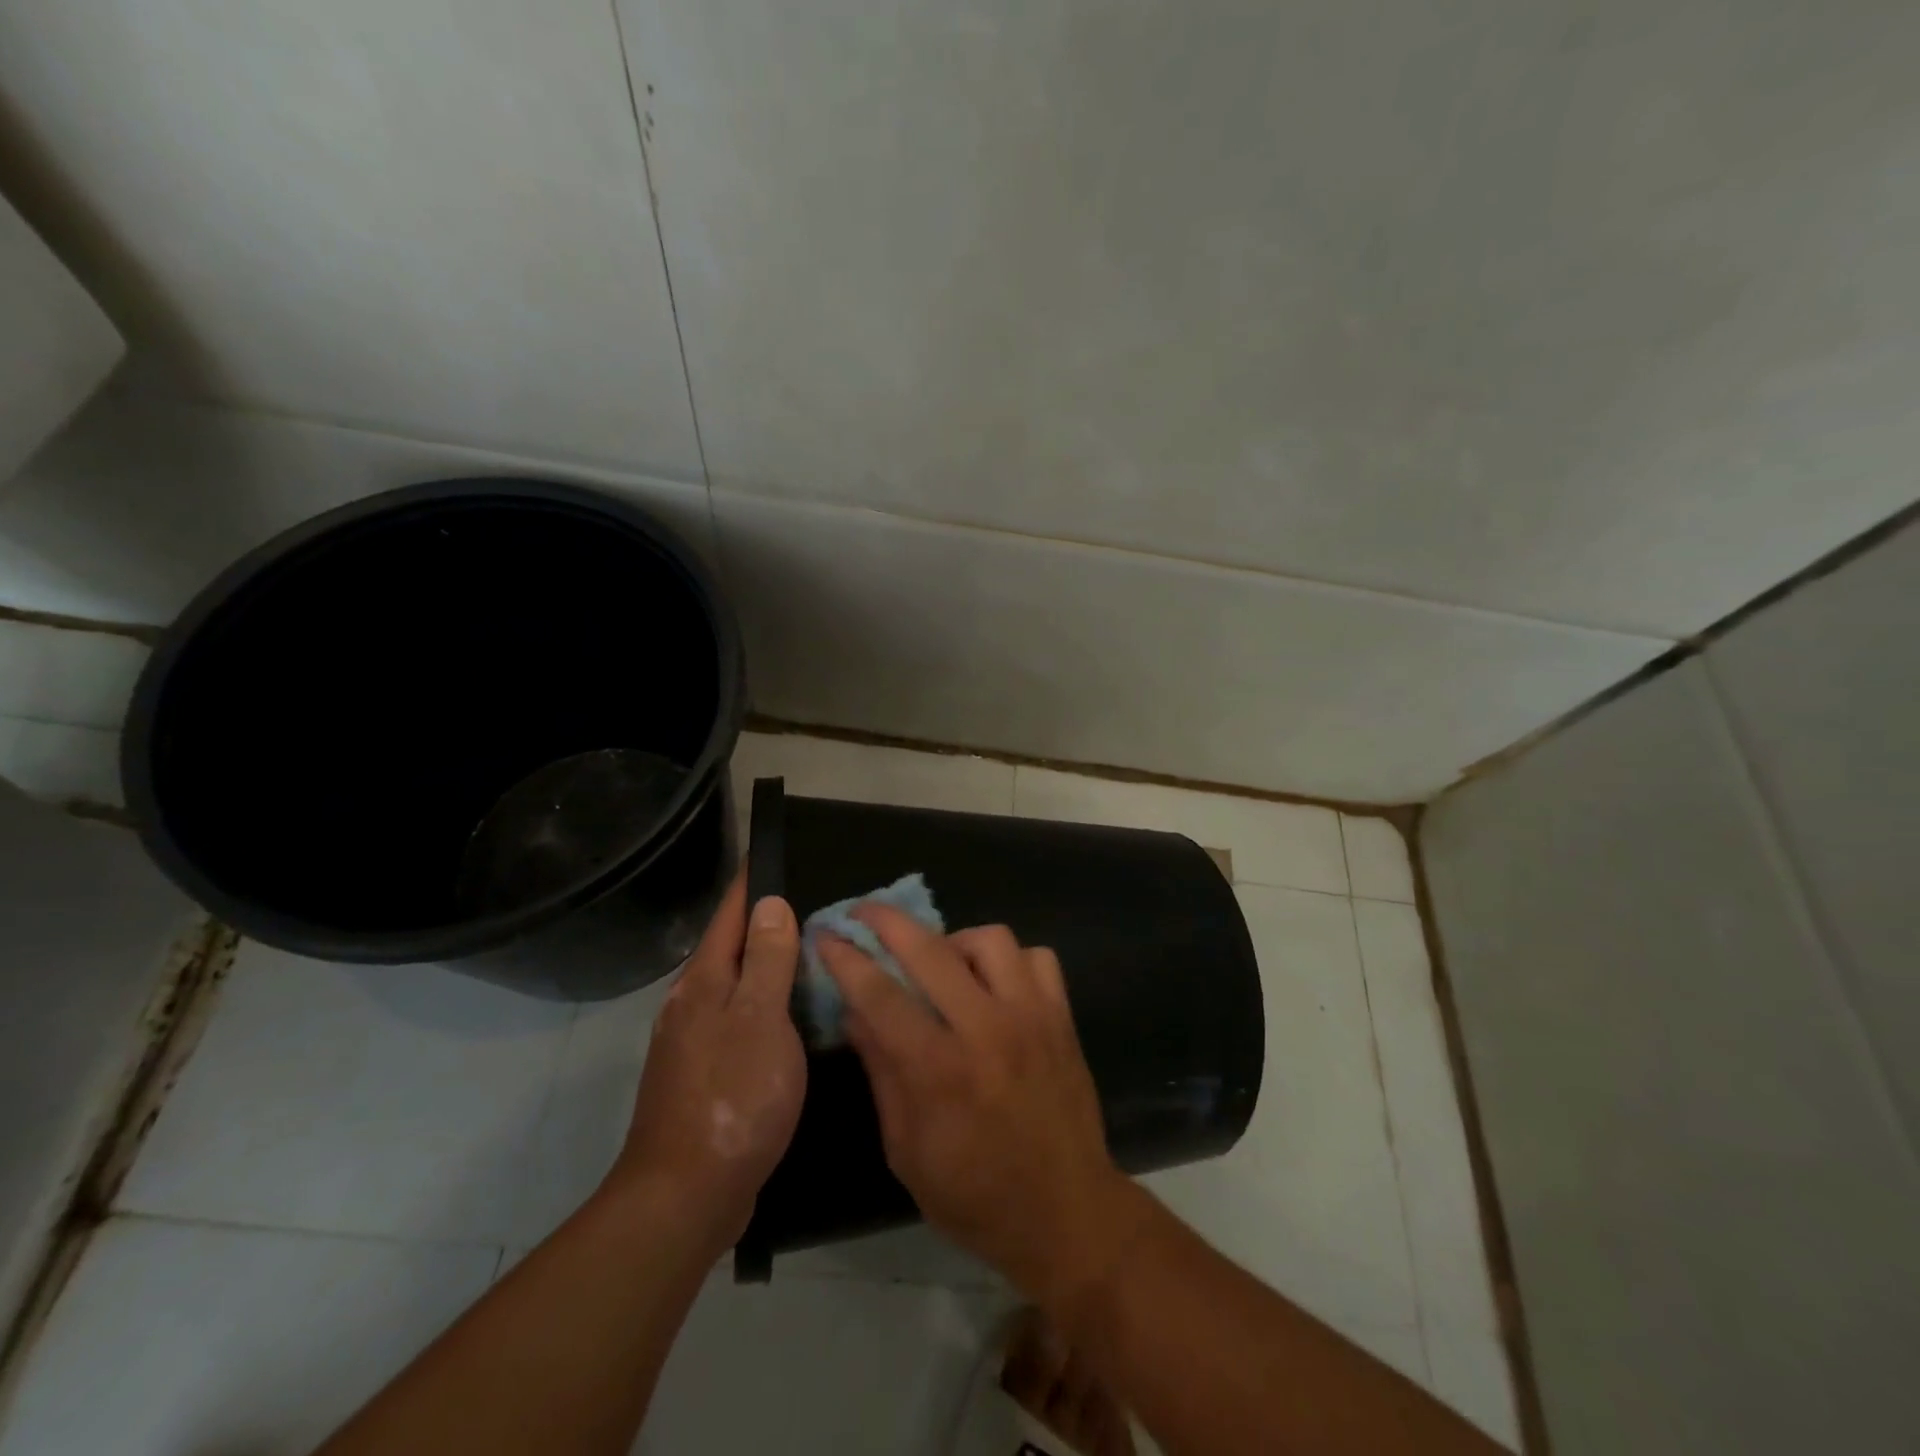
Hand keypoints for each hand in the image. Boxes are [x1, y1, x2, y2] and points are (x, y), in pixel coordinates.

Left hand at [607, 875, 805, 1250]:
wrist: (685, 1196)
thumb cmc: (732, 1097)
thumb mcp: (761, 1021)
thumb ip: (768, 961)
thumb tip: (770, 903)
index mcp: (705, 983)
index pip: (730, 914)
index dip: (750, 883)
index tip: (769, 852)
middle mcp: (692, 1004)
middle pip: (731, 948)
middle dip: (764, 922)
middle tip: (811, 905)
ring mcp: (694, 1043)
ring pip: (736, 986)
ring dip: (768, 966)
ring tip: (810, 954)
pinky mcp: (705, 1076)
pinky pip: (740, 1021)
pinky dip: (767, 1006)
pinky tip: (792, 1018)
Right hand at [818, 910, 1152, 1315]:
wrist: (1067, 1214)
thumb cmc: (974, 1197)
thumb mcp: (906, 1150)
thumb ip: (881, 1072)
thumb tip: (854, 1012)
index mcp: (940, 1071)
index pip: (881, 995)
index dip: (847, 959)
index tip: (826, 934)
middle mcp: (987, 1030)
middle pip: (931, 950)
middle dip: (888, 921)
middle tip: (865, 914)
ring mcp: (1031, 1017)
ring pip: (990, 939)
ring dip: (955, 940)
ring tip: (942, 961)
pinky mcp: (1062, 1017)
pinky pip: (1037, 958)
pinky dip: (1010, 960)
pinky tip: (994, 982)